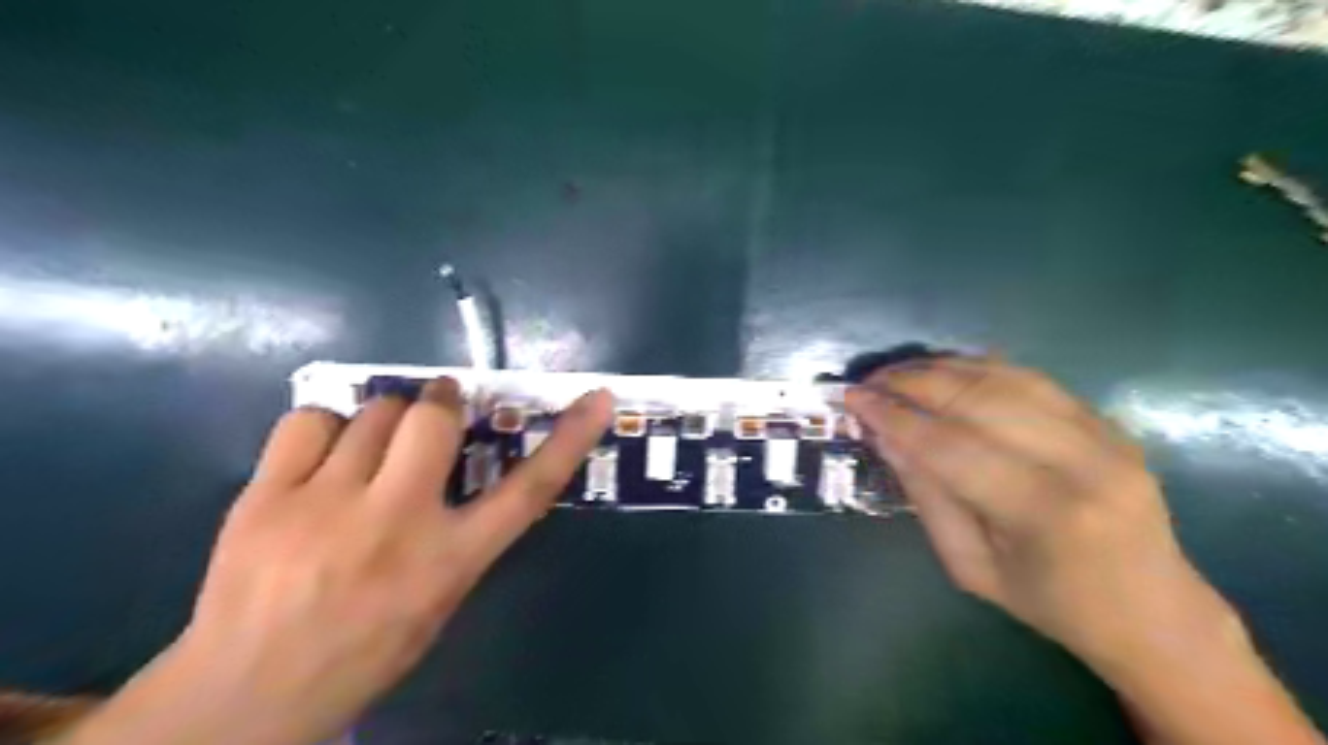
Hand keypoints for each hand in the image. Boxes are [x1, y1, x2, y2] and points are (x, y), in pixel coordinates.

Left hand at [64, 381, 614, 743]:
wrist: (245, 696)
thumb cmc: (364, 652)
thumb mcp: (440, 600)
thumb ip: (462, 534)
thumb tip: (465, 469)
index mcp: (449, 561)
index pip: (527, 490)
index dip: (569, 440)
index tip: (597, 400)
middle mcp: (395, 524)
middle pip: (435, 422)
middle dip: (443, 400)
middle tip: (441, 404)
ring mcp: (325, 506)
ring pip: (375, 413)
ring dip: (387, 419)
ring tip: (374, 448)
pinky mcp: (265, 497)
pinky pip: (309, 422)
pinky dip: (327, 425)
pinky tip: (324, 453)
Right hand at [851, 354, 1327, 744]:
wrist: (1155, 613)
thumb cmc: (1052, 604)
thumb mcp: (971, 568)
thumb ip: (929, 499)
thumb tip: (888, 439)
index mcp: (1044, 513)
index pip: (950, 446)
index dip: (894, 417)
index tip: (853, 399)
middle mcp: (1081, 461)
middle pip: (979, 398)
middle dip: (913, 382)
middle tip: (869, 380)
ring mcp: (1104, 435)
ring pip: (1007, 377)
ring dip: (943, 366)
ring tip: (899, 371)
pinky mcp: (1109, 423)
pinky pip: (1034, 379)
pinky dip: (982, 367)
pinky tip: (947, 368)